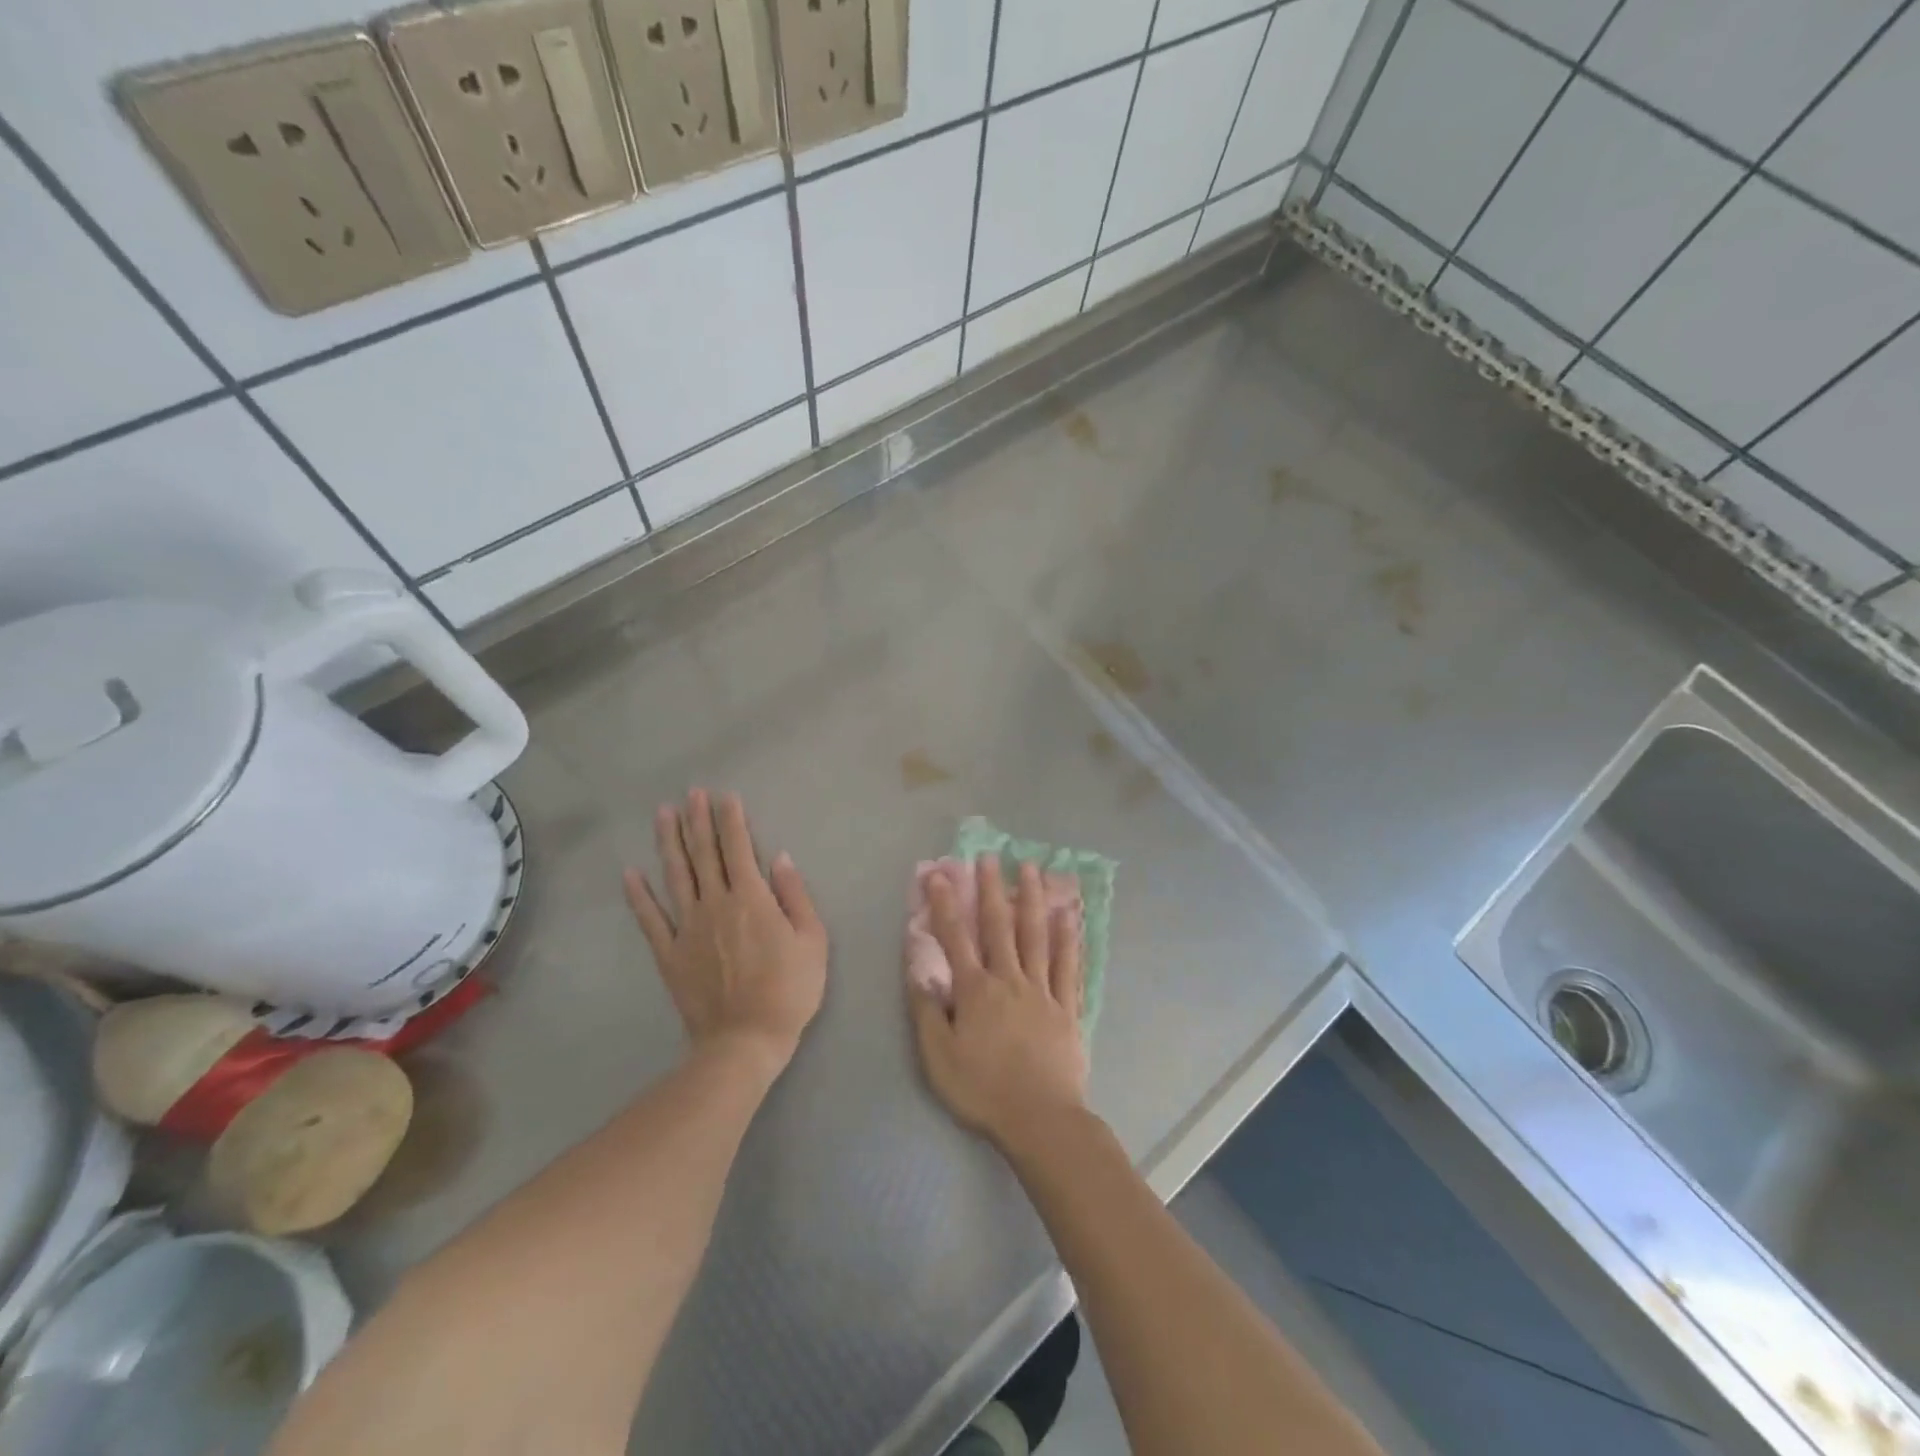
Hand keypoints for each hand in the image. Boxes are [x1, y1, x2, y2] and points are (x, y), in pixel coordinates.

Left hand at [624, 790, 827, 1069]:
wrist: (746, 1040)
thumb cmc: (790, 989)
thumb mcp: (813, 940)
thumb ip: (795, 895)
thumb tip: (779, 857)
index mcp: (752, 898)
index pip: (739, 848)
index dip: (731, 820)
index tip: (724, 796)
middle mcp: (716, 903)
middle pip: (704, 854)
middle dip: (698, 820)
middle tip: (691, 793)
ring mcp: (688, 927)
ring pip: (676, 876)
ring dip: (669, 842)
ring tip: (663, 814)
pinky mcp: (669, 953)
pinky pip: (650, 919)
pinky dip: (639, 895)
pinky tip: (630, 873)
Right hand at [909, 856, 1089, 1150]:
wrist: (1040, 1119)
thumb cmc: (983, 1089)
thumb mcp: (938, 1056)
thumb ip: (927, 1010)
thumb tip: (918, 969)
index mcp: (976, 990)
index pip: (956, 938)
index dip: (945, 904)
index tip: (940, 874)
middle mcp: (1009, 979)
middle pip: (999, 926)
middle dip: (991, 889)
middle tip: (990, 857)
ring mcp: (1042, 990)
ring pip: (1036, 935)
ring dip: (1031, 899)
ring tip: (1031, 868)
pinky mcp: (1067, 1007)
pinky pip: (1067, 965)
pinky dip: (1068, 938)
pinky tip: (1069, 915)